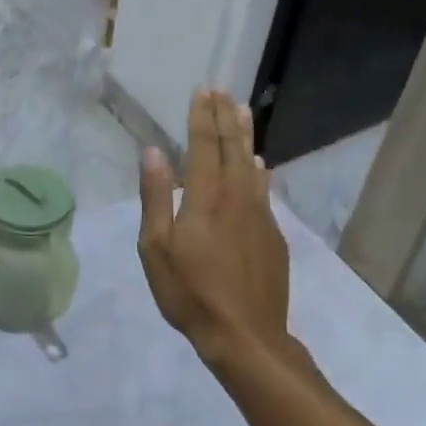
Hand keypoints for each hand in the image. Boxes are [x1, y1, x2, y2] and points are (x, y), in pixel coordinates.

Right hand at [137, 90, 290, 366]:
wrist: (245, 335)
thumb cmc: (190, 292)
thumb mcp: (156, 248)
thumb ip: (156, 197)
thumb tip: (153, 152)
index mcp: (206, 197)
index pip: (203, 144)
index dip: (201, 116)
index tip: (202, 90)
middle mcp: (237, 196)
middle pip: (232, 147)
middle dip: (225, 117)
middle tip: (222, 92)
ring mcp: (260, 215)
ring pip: (253, 164)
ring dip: (245, 136)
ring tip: (242, 112)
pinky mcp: (273, 234)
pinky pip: (264, 189)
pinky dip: (259, 170)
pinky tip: (259, 165)